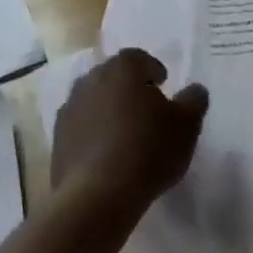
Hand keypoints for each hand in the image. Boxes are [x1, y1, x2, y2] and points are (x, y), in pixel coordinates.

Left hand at [51, 48, 208, 212]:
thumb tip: (194, 90)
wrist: (98, 194)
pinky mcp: (57, 137)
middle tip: (146, 110)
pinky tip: (107, 155)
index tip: (163, 86)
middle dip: (129, 88)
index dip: (152, 70)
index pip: (138, 58)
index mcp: (122, 69)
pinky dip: (93, 133)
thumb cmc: (149, 150)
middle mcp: (91, 80)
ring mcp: (70, 108)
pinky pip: (81, 126)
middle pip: (113, 76)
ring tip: (126, 134)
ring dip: (108, 110)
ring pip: (94, 100)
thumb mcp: (187, 125)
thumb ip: (194, 100)